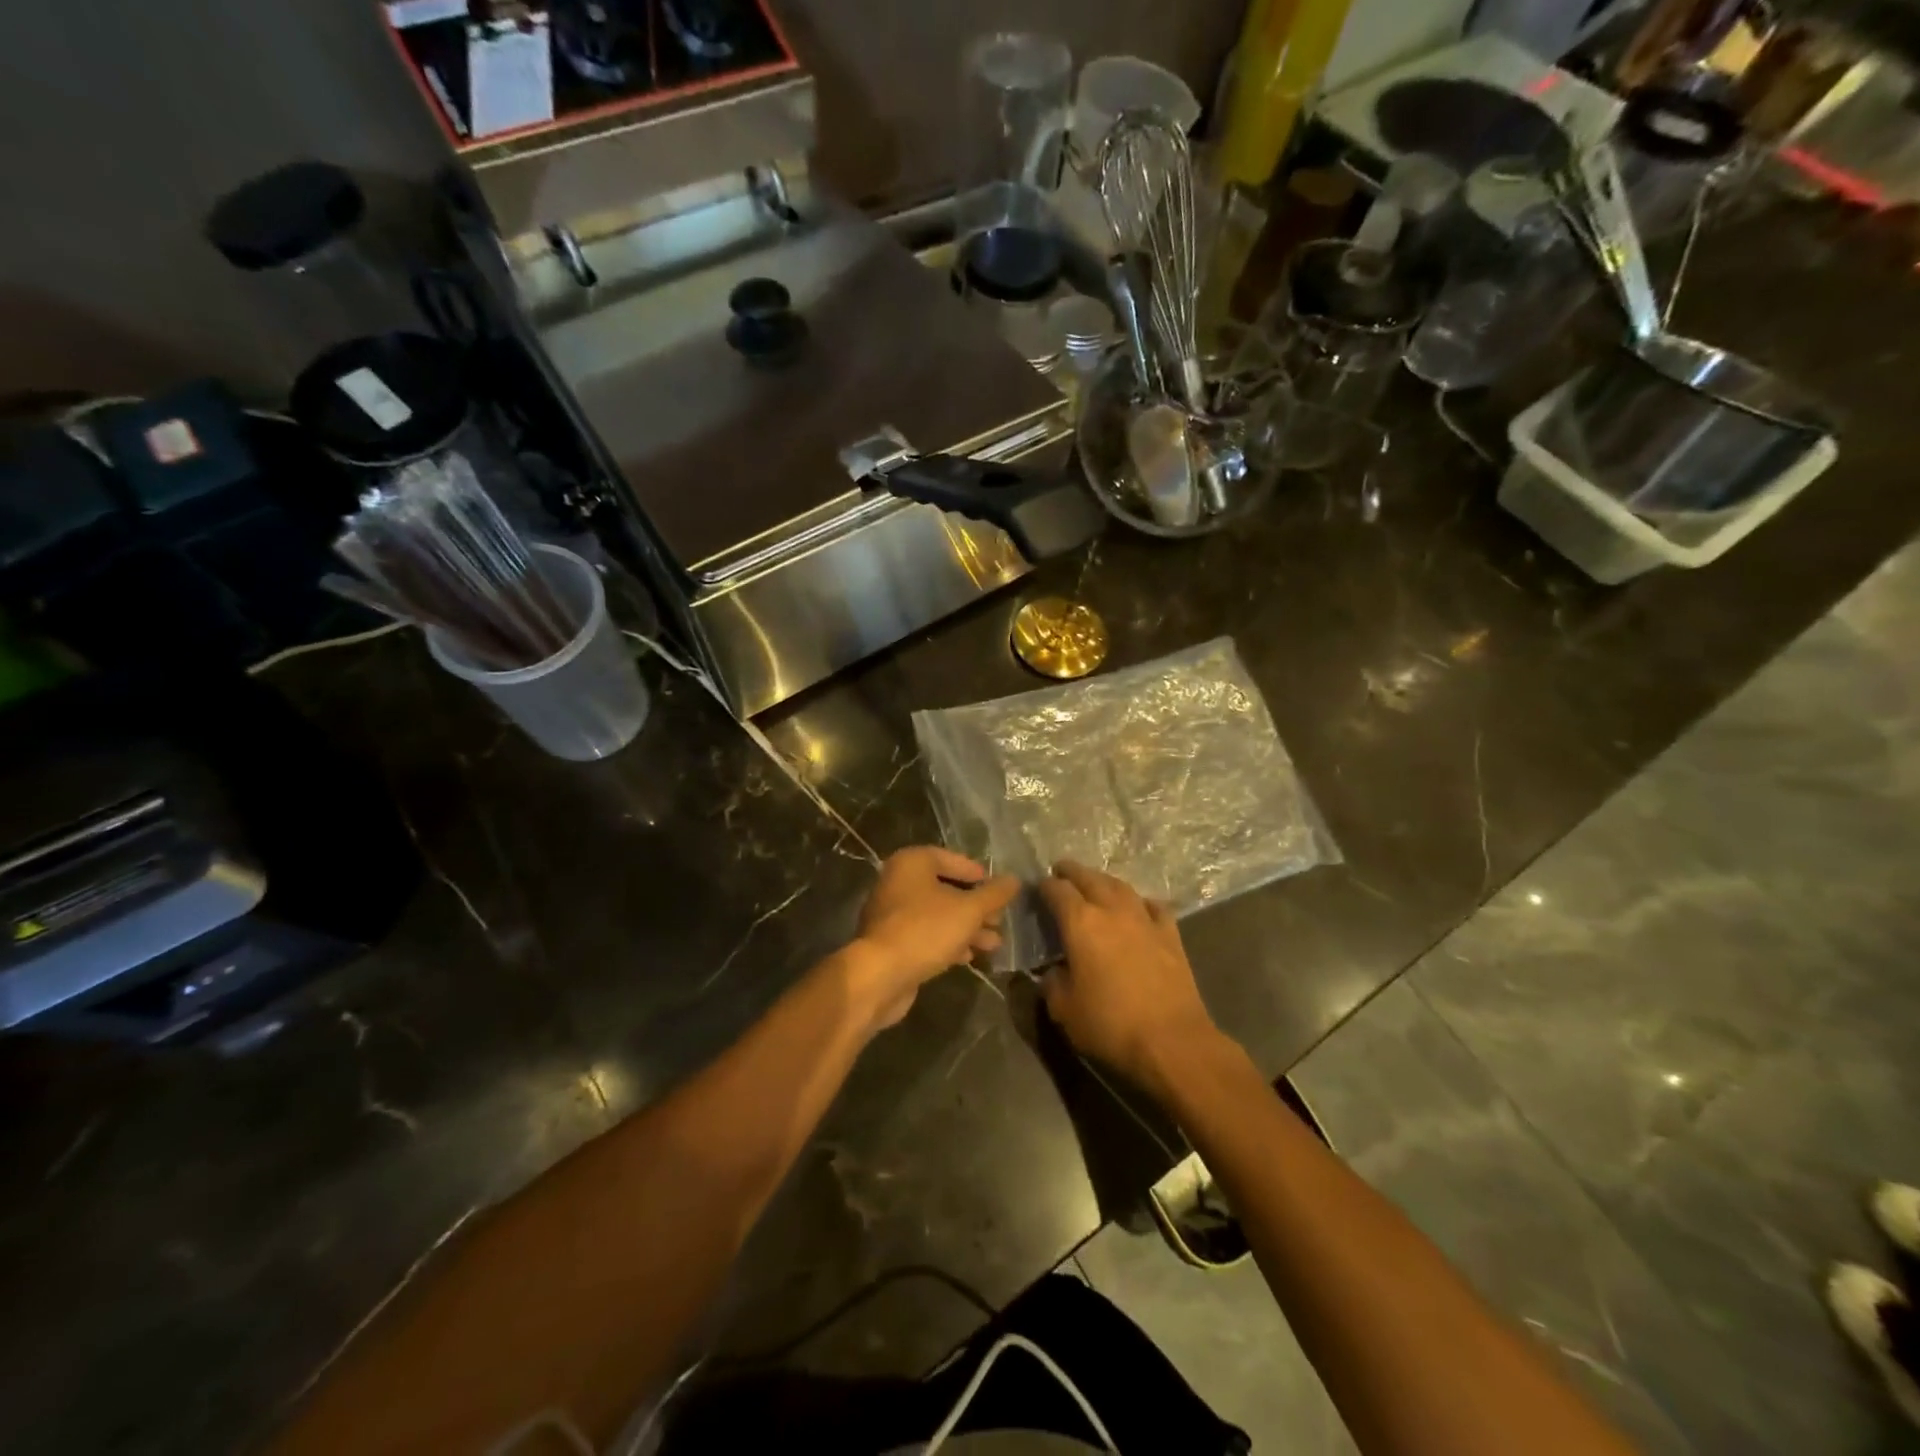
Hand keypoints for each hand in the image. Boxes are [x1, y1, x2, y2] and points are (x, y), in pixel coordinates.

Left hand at [850, 847, 1019, 1028]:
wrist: (880, 976)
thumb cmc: (926, 930)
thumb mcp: (968, 910)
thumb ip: (994, 894)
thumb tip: (1014, 880)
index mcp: (912, 863)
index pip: (951, 859)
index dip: (978, 874)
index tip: (998, 890)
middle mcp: (898, 882)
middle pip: (945, 889)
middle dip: (976, 907)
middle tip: (1000, 921)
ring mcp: (892, 914)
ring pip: (938, 915)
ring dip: (966, 928)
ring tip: (993, 944)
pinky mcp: (892, 942)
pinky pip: (926, 935)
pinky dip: (948, 942)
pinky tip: (969, 957)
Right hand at [1038, 860, 1225, 1090]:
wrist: (1171, 1041)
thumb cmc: (1110, 1025)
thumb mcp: (1064, 1010)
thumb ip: (1052, 982)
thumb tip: (1053, 971)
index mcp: (1080, 922)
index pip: (1057, 890)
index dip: (1044, 886)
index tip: (1037, 888)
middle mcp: (1112, 910)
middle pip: (1089, 878)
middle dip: (1072, 872)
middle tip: (1061, 871)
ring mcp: (1145, 919)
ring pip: (1121, 886)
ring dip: (1103, 881)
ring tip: (1095, 883)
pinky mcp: (1170, 934)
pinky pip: (1152, 906)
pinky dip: (1140, 902)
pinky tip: (1138, 908)